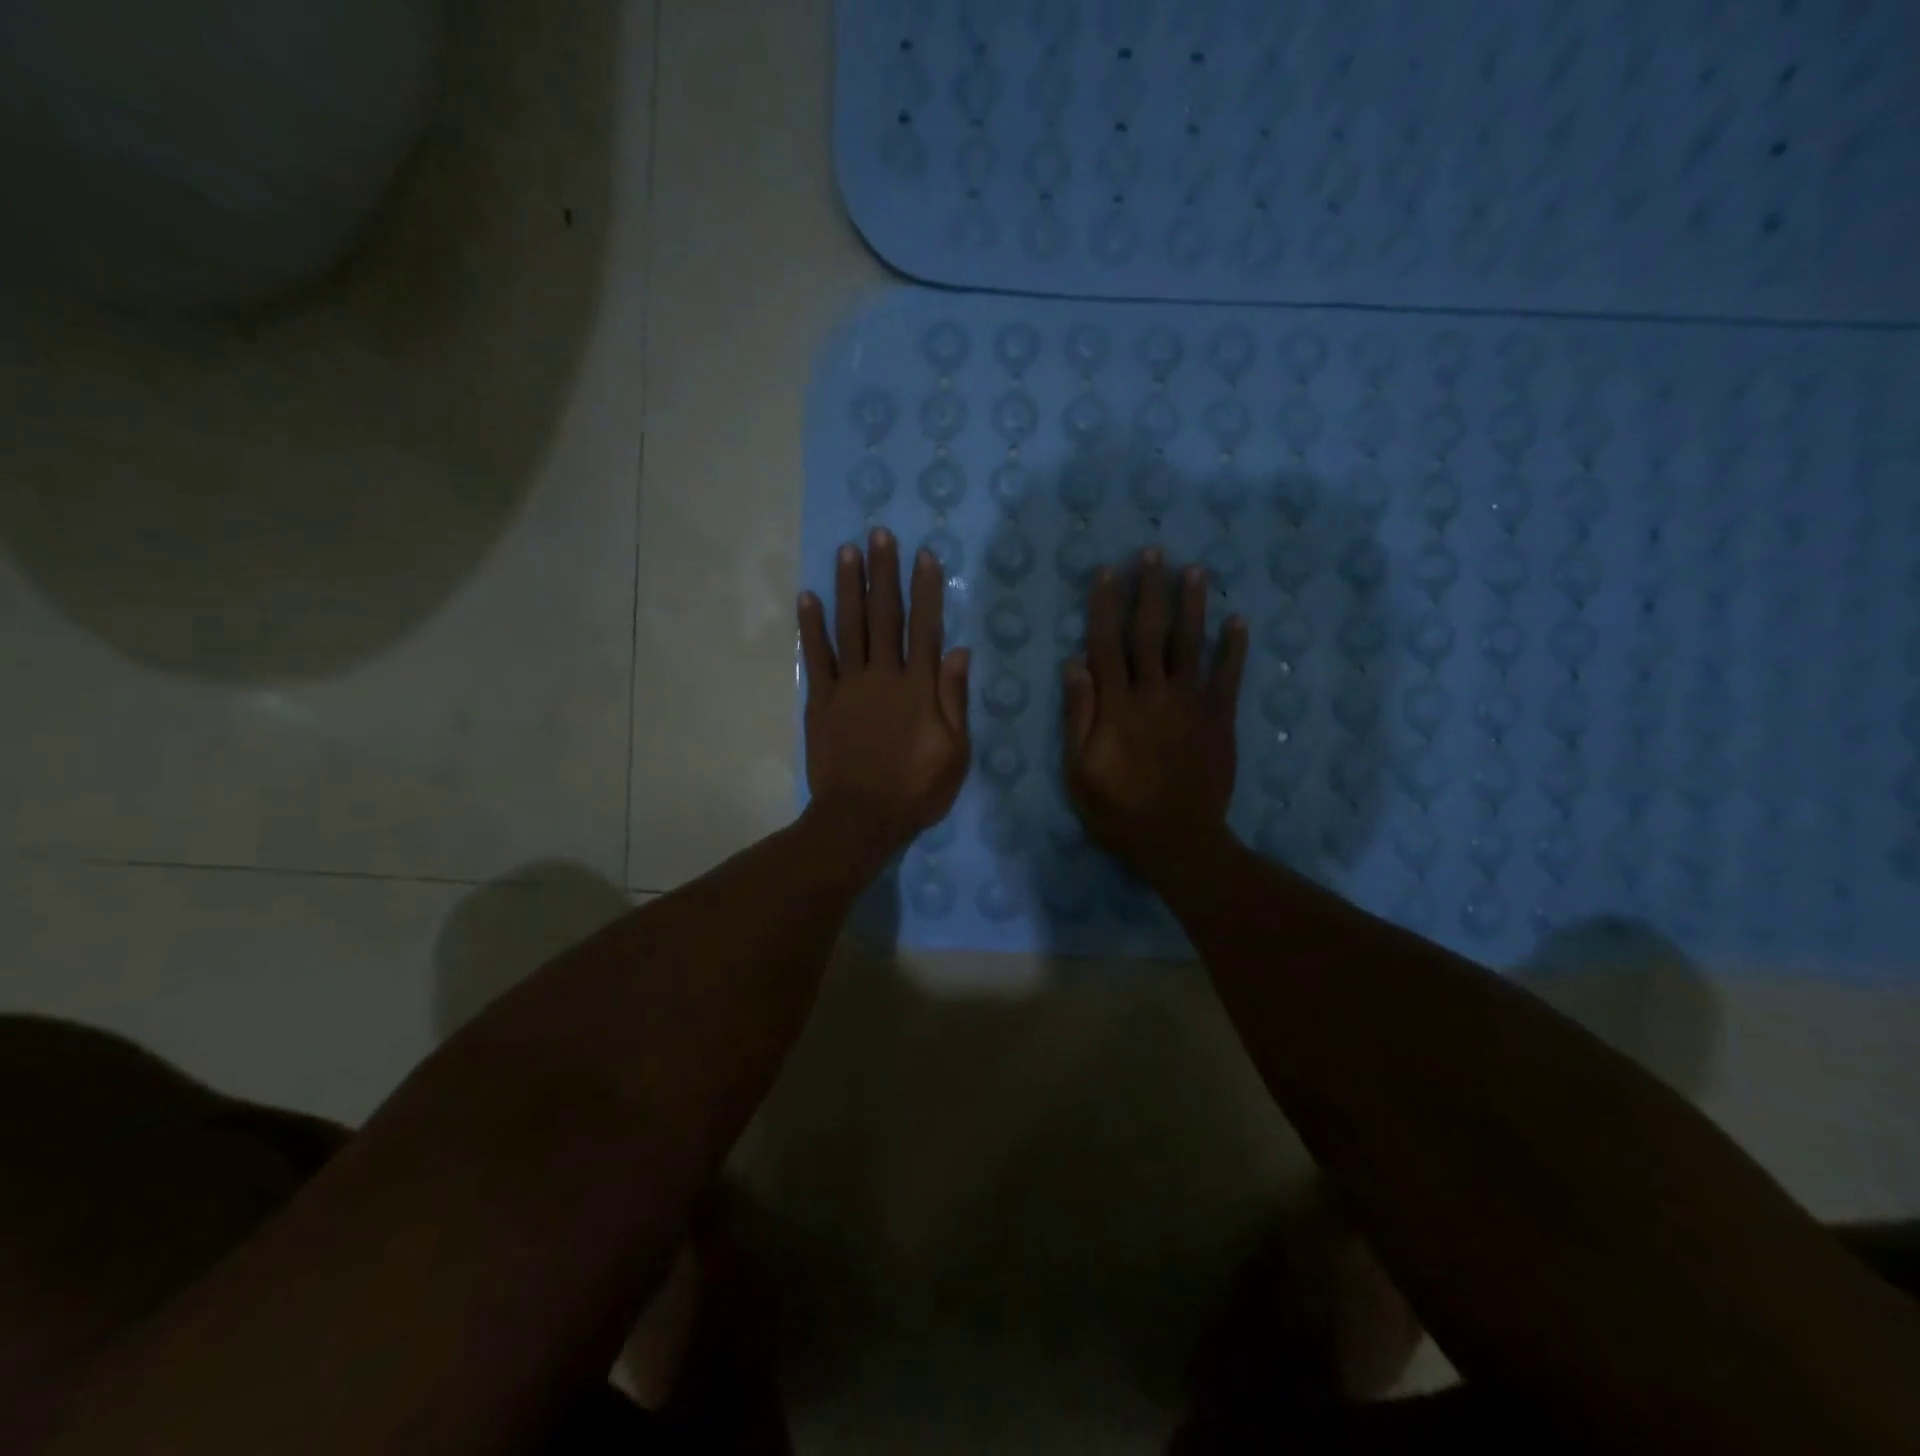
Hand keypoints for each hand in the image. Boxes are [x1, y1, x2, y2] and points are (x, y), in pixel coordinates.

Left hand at [798, 529, 970, 870]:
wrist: (860, 819)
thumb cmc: (916, 790)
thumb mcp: (954, 752)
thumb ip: (954, 699)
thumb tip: (958, 650)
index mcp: (918, 688)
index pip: (925, 627)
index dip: (926, 590)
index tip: (924, 555)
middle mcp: (883, 676)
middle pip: (884, 616)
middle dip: (884, 573)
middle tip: (879, 534)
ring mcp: (848, 686)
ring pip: (849, 626)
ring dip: (849, 586)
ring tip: (848, 551)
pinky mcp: (820, 701)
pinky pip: (815, 657)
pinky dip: (811, 627)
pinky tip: (808, 597)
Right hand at [1062, 550, 1248, 877]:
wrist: (1178, 840)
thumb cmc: (1118, 810)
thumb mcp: (1079, 770)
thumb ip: (1078, 716)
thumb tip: (1074, 664)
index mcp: (1117, 706)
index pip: (1107, 645)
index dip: (1105, 606)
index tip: (1106, 572)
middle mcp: (1154, 694)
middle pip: (1150, 633)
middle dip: (1149, 590)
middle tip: (1153, 552)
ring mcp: (1192, 705)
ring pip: (1190, 645)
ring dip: (1192, 605)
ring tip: (1194, 570)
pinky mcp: (1220, 719)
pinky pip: (1228, 677)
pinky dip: (1234, 648)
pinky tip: (1238, 620)